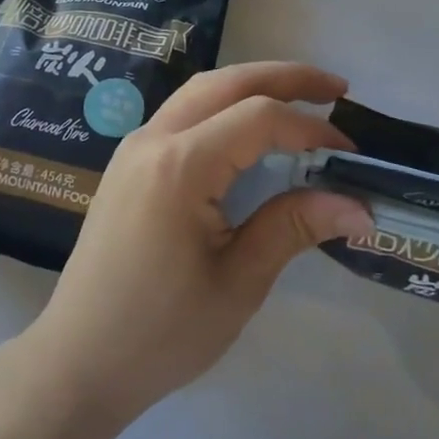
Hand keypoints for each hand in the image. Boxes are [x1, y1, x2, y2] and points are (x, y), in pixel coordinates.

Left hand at [19, 63, 371, 429]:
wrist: (79, 361)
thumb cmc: (161, 332)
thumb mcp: (238, 283)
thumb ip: (294, 227)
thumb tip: (359, 206)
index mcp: (180, 166)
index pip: (259, 118)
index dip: (311, 129)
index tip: (352, 154)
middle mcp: (153, 140)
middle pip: (226, 83)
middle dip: (284, 78)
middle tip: (336, 89)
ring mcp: (134, 148)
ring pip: (200, 91)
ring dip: (251, 85)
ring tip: (300, 99)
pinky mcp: (128, 164)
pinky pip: (182, 114)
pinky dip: (223, 105)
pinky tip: (248, 129)